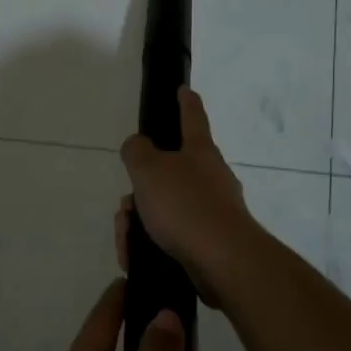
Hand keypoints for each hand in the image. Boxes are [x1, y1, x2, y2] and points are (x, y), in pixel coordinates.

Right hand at [118, 88, 254, 292]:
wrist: (223, 261)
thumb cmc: (186, 206)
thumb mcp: (149, 170)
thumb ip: (137, 151)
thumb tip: (138, 146)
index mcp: (200, 151)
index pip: (192, 117)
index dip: (185, 102)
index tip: (184, 89)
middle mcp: (211, 176)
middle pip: (168, 172)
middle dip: (141, 189)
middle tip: (126, 207)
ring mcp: (213, 210)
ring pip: (165, 207)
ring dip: (140, 220)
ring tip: (128, 238)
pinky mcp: (209, 241)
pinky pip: (172, 235)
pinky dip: (150, 243)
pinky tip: (136, 256)